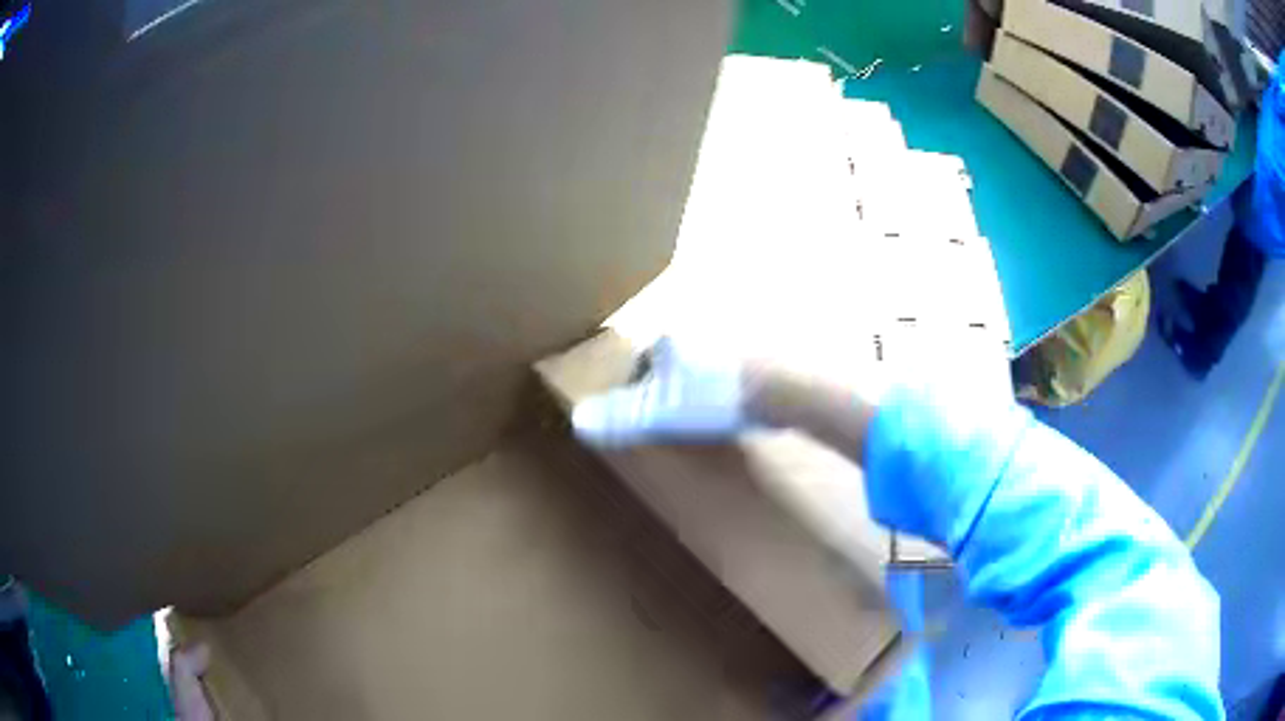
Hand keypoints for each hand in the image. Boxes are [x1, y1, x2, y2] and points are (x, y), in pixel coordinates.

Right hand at [571, 337, 752, 446]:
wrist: (782, 390)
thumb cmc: (717, 399)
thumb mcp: (662, 413)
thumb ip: (622, 416)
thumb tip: (579, 421)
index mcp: (672, 337)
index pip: (641, 359)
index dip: (637, 389)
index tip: (645, 416)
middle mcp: (700, 327)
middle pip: (672, 358)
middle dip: (669, 383)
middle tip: (675, 416)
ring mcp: (733, 336)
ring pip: (702, 361)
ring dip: (699, 383)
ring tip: (705, 414)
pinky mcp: (760, 350)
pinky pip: (732, 367)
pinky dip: (727, 385)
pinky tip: (735, 407)